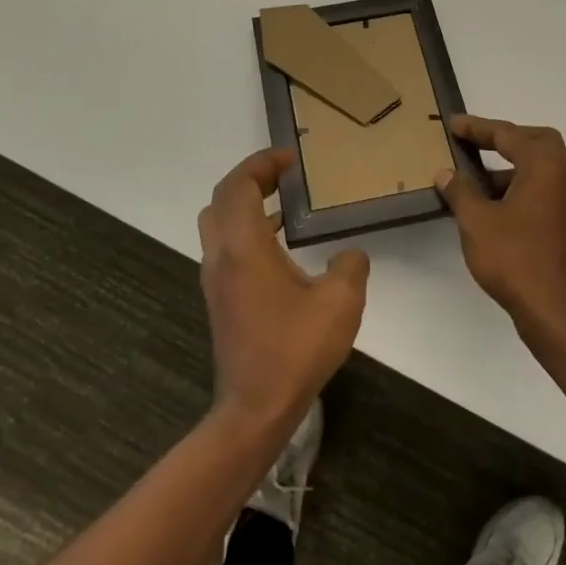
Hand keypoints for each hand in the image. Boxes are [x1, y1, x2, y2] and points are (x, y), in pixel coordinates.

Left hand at [197, 148, 369, 431]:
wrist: (255, 406)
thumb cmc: (295, 349)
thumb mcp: (340, 302)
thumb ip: (349, 267)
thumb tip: (349, 255)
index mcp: (244, 247)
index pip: (240, 185)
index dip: (261, 163)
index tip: (291, 158)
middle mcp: (221, 256)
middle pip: (222, 199)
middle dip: (251, 179)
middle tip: (285, 175)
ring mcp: (216, 279)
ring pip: (218, 224)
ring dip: (246, 204)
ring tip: (284, 203)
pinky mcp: (220, 299)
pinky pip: (225, 247)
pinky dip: (246, 231)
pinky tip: (280, 246)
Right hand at [434, 116, 565, 346]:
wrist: (555, 311)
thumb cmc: (514, 259)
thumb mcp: (476, 222)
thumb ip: (460, 191)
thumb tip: (446, 173)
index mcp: (546, 168)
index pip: (509, 135)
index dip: (478, 128)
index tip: (454, 124)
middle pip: (537, 142)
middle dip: (504, 139)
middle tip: (474, 144)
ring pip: (542, 169)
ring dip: (510, 167)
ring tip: (474, 182)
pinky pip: (545, 191)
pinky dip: (520, 188)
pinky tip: (493, 208)